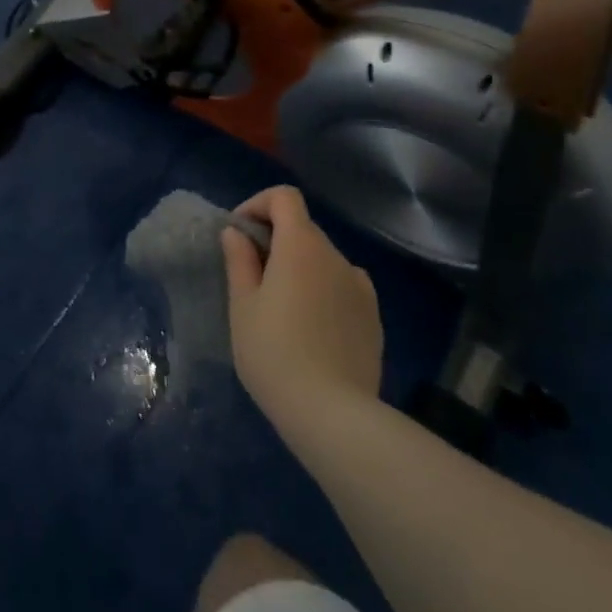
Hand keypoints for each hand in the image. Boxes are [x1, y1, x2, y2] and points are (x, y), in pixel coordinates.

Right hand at [222, 186, 382, 421]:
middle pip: (303, 228)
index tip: (239, 234)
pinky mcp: (374, 317)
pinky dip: (323, 291)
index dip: (258, 205)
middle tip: (251, 276)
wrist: (333, 414)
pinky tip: (312, 328)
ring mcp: (360, 286)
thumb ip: (239, 261)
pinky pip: (342, 287)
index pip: (285, 197)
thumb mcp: (242, 306)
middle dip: (275, 240)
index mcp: (301, 246)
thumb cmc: (274, 353)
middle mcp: (336, 256)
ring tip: (281, 308)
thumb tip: (237, 233)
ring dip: (300, 267)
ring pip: (323, 260)